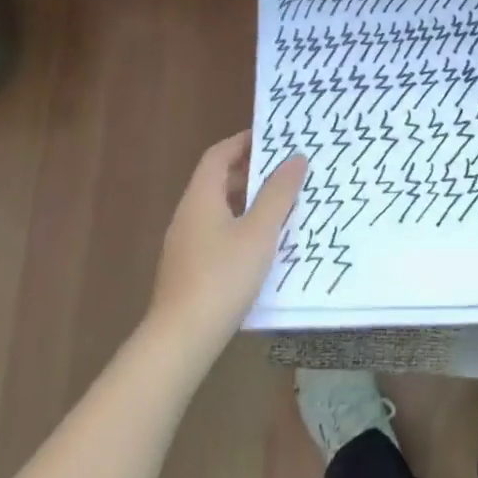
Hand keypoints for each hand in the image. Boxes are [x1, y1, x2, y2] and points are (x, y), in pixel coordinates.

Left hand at [147, 131, 306, 359]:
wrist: (181, 339)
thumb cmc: (223, 276)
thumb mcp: (260, 231)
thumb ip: (278, 193)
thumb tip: (295, 158)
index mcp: (201, 197)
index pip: (219, 155)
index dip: (244, 141)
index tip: (274, 137)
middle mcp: (188, 215)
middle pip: (218, 181)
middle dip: (252, 172)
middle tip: (286, 171)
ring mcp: (185, 244)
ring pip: (219, 210)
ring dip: (248, 202)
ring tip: (283, 206)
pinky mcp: (189, 270)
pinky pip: (218, 234)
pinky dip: (241, 227)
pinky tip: (264, 246)